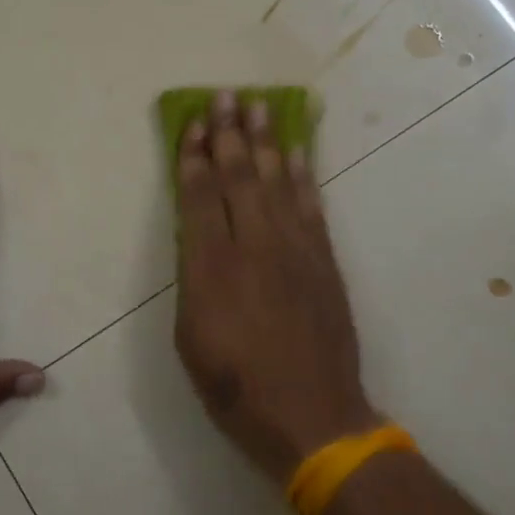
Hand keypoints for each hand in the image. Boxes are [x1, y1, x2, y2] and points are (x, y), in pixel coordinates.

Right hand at [173, 91, 378, 482]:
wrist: (312, 417)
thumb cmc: (235, 386)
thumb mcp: (190, 337)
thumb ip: (192, 279)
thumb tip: (197, 240)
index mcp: (212, 266)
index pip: (200, 196)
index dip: (194, 157)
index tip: (193, 124)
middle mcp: (254, 246)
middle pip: (240, 176)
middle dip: (230, 134)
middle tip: (225, 97)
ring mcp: (295, 250)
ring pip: (277, 181)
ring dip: (267, 141)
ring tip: (259, 107)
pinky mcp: (324, 261)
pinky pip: (311, 206)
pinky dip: (302, 175)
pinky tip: (295, 152)